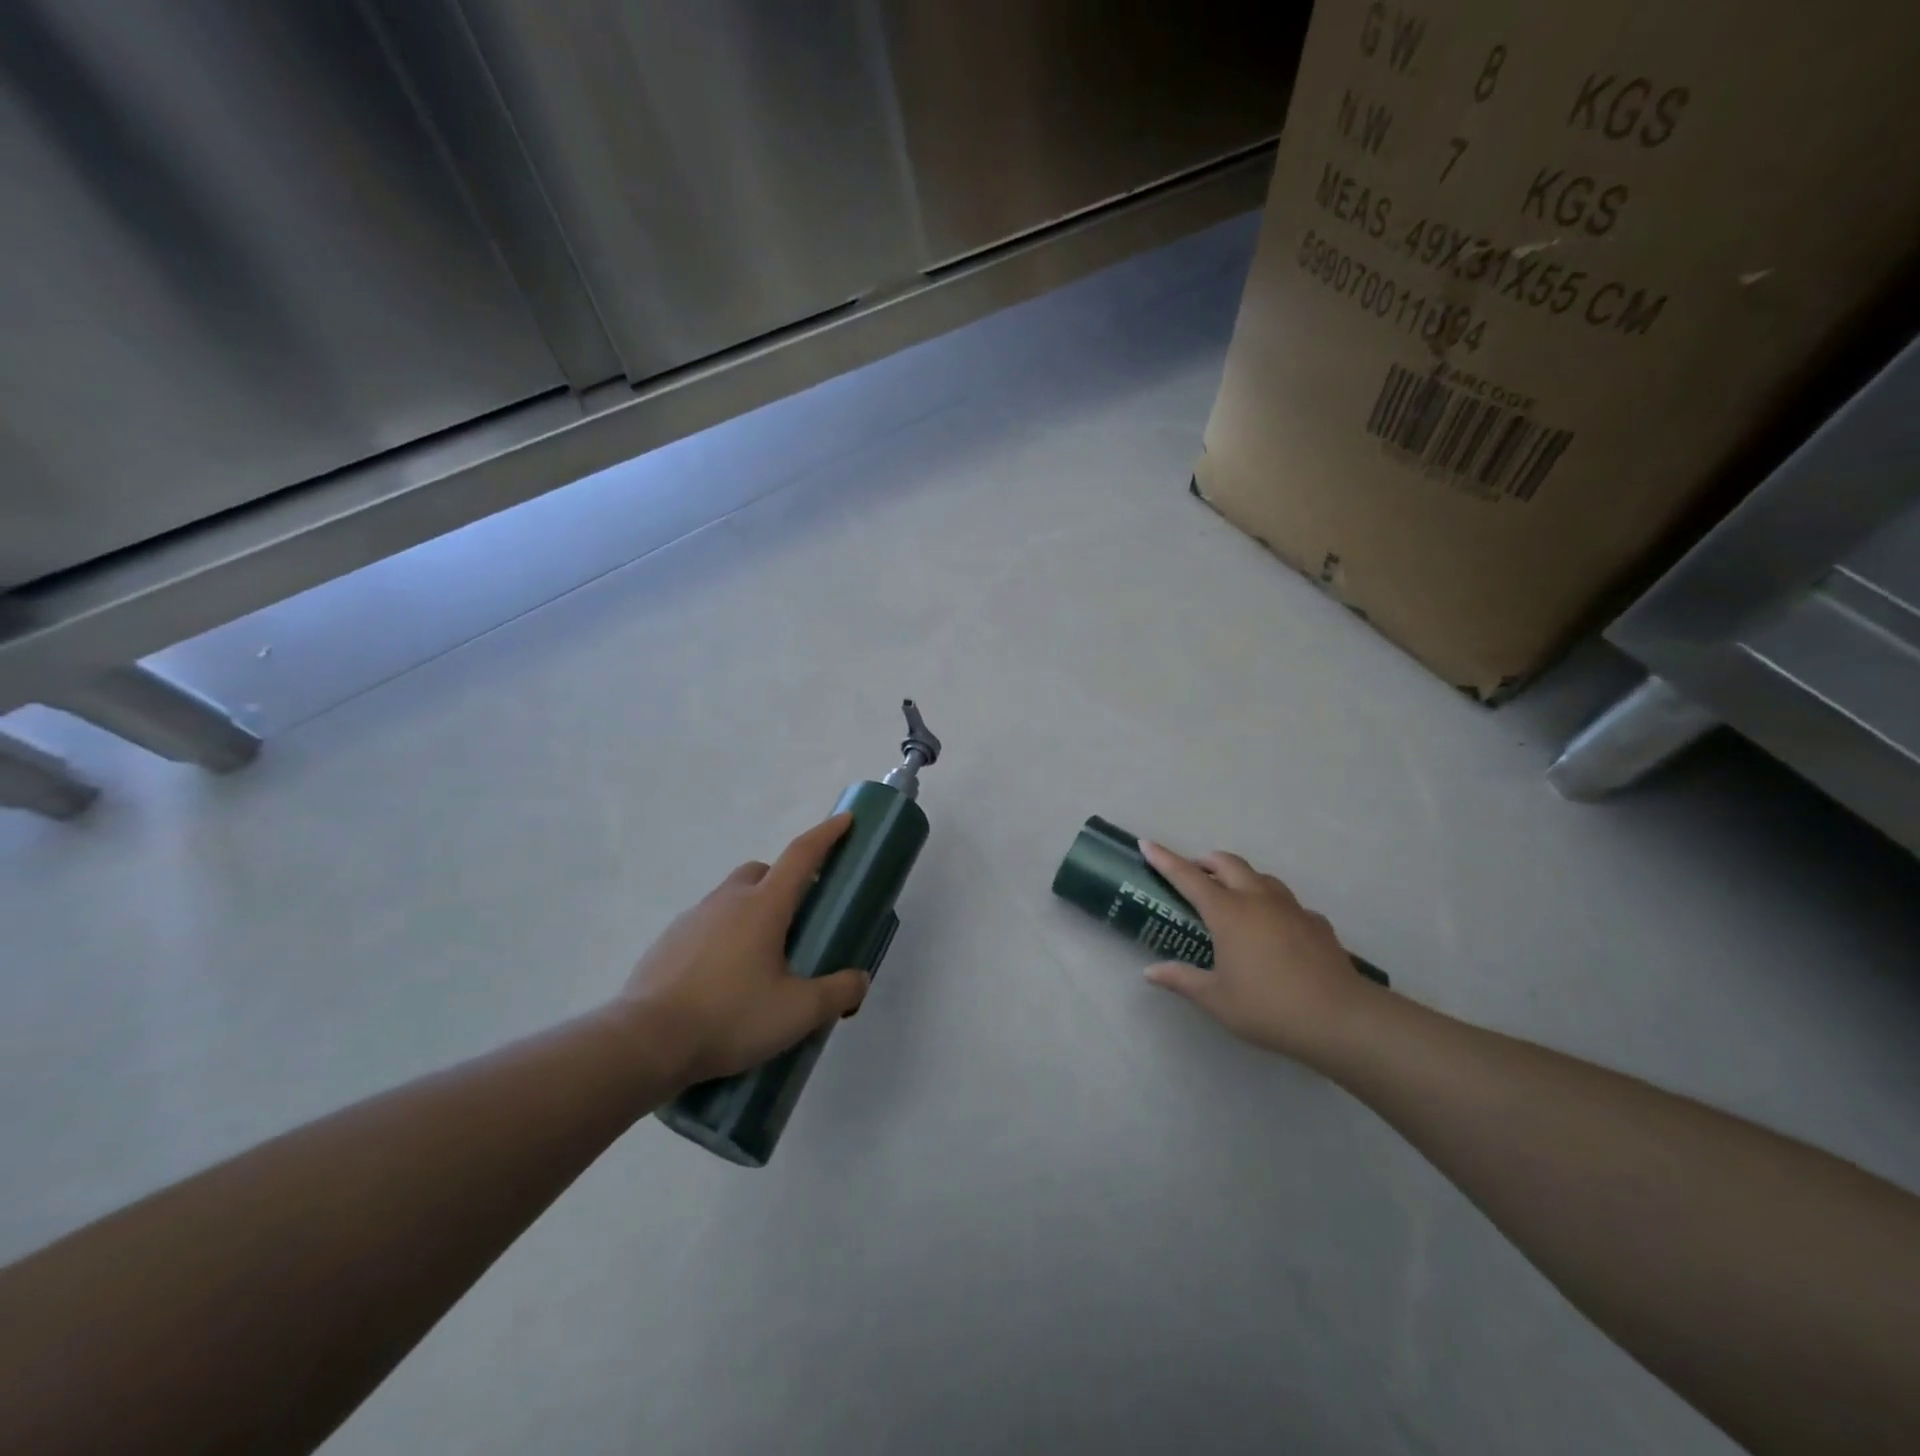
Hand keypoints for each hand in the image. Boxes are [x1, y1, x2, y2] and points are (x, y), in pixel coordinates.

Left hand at [617, 814, 870, 1087]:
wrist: (645, 1042)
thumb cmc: (730, 1016)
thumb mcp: (798, 1012)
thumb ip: (837, 993)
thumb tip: (859, 980)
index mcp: (764, 905)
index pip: (801, 855)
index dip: (826, 835)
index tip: (845, 820)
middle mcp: (728, 901)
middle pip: (762, 871)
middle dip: (784, 881)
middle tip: (799, 918)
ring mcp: (693, 919)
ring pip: (731, 898)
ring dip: (752, 911)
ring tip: (762, 960)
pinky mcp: (667, 943)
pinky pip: (706, 925)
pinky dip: (723, 937)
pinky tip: (725, 979)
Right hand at [1138, 840, 1379, 1064]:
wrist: (1341, 1019)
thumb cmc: (1269, 1007)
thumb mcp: (1217, 999)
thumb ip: (1181, 980)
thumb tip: (1150, 971)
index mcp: (1228, 912)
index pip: (1188, 876)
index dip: (1165, 859)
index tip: (1147, 843)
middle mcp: (1258, 899)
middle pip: (1228, 864)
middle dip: (1206, 861)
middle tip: (1193, 874)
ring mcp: (1291, 908)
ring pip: (1261, 877)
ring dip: (1240, 877)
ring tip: (1231, 897)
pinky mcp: (1317, 923)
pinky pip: (1288, 903)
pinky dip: (1272, 905)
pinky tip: (1273, 928)